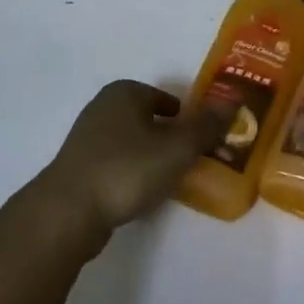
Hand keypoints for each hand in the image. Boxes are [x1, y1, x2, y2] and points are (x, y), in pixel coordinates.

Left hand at [31, 80, 230, 259]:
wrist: (69, 211)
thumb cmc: (127, 169)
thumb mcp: (178, 147)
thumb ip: (207, 125)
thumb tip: (233, 101)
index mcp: (124, 92)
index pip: (166, 98)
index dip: (188, 117)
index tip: (203, 140)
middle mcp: (102, 108)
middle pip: (148, 119)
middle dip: (171, 137)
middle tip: (193, 160)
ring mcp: (86, 139)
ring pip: (132, 142)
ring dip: (152, 157)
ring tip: (172, 180)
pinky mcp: (78, 168)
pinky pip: (116, 164)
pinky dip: (132, 174)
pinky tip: (143, 194)